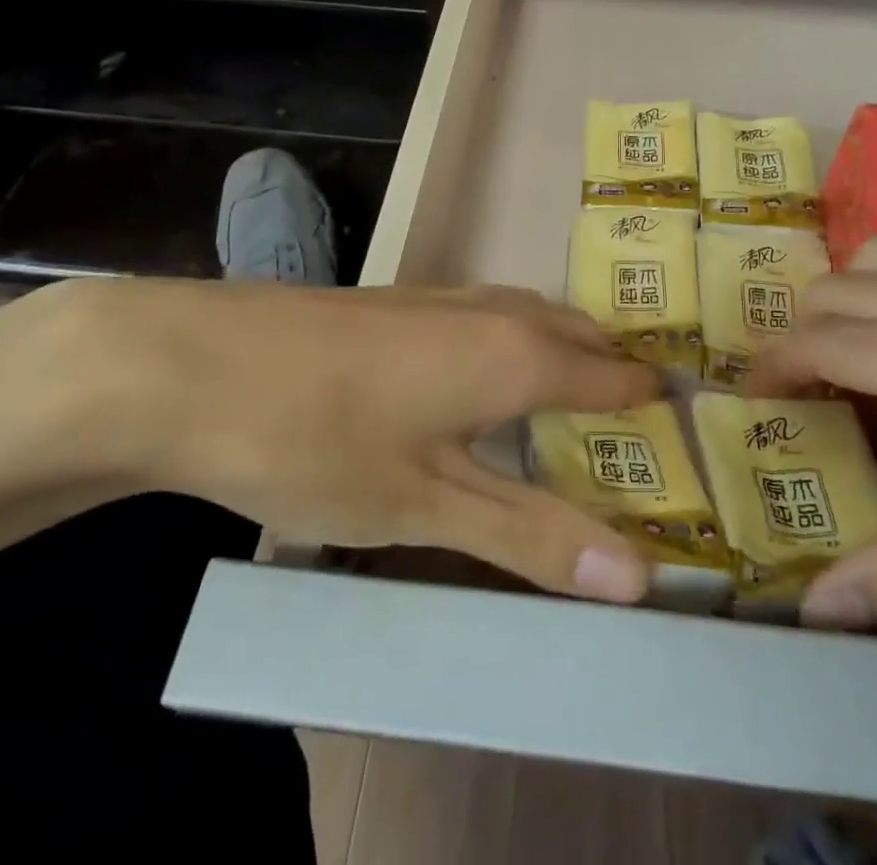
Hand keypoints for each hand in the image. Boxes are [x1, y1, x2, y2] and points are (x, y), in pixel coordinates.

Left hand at [27, 279, 659, 602]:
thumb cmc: (318, 440)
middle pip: (577, 333)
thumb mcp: (428, 506)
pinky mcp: (399, 302)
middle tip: (638, 430)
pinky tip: (484, 381)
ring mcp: (440, 297)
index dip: (652, 405)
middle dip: (613, 373)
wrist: (189, 365)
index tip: (687, 437)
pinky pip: (487, 316)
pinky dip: (514, 345)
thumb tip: (639, 578)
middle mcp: (491, 311)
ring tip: (575, 403)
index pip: (614, 374)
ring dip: (563, 353)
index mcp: (516, 353)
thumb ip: (532, 535)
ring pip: (529, 317)